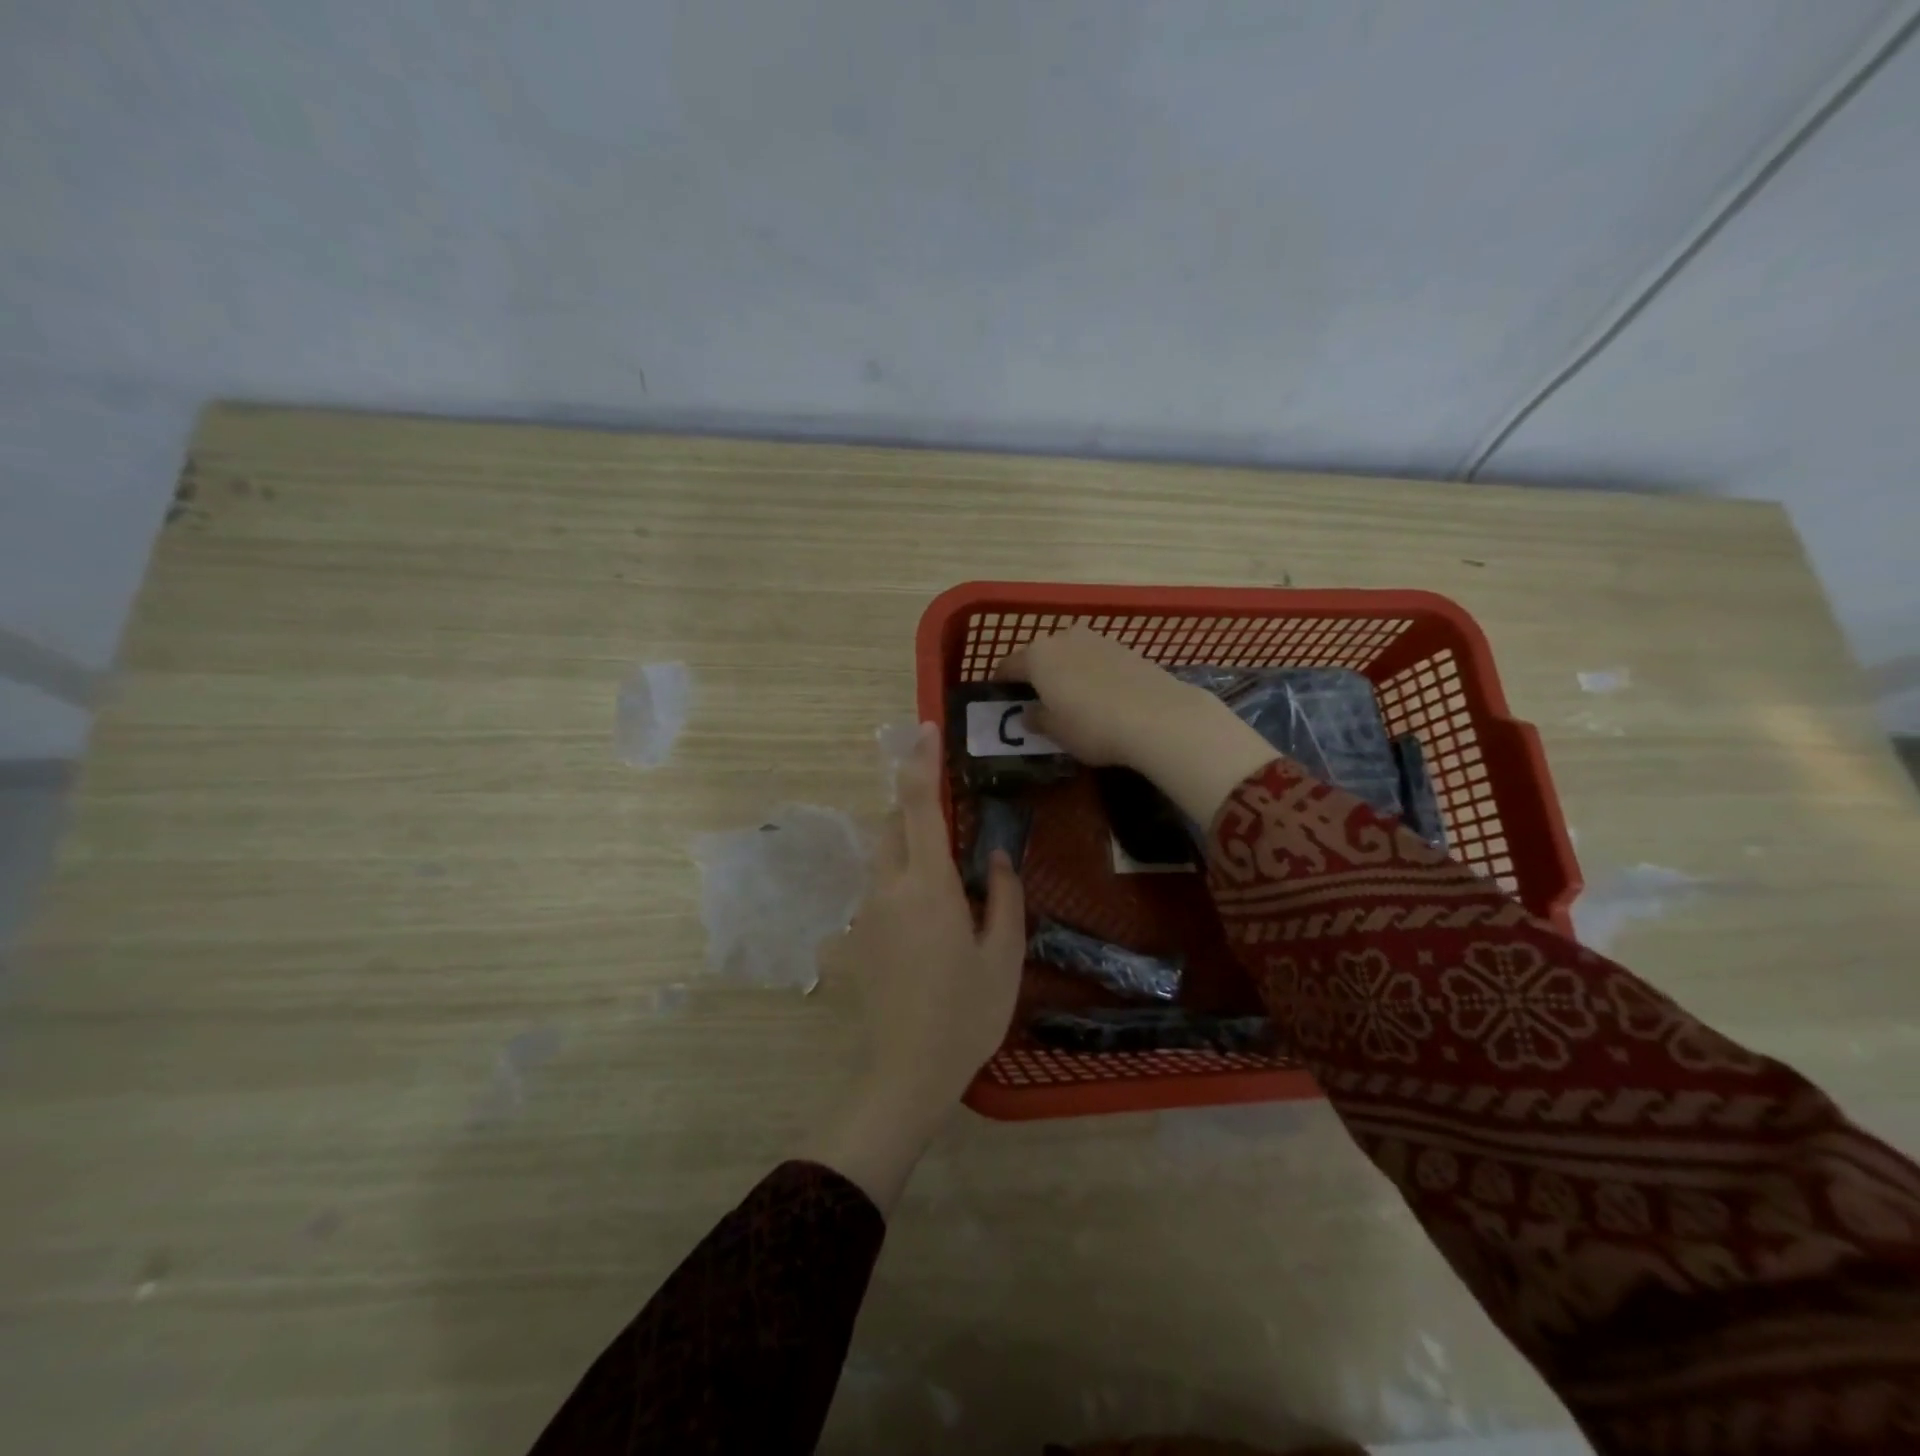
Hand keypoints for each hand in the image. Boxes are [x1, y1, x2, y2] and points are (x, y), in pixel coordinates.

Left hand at [799, 724, 1024, 1211]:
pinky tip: (925, 919)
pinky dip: (899, 881)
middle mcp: (889, 887)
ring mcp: (867, 912)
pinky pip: (878, 889)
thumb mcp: (1004, 956)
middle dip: (915, 808)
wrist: (906, 1073)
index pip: (919, 807)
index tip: (924, 730)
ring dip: (906, 845)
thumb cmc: (966, 1014)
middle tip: (952, 824)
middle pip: (893, 824)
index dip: (920, 763)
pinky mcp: (857, 936)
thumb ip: (1004, 897)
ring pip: (881, 855)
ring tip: (942, 874)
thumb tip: (997, 857)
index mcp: (929, 885)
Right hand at [994, 625, 1276, 823]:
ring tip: (1071, 699)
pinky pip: (1096, 660)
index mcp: (1037, 656)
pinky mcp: (1126, 649)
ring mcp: (1098, 640)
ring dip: (1066, 672)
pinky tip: (1101, 697)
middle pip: (1041, 655)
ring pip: (1070, 655)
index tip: (1001, 698)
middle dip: (1036, 675)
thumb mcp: (1057, 732)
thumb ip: (1037, 719)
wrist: (1159, 717)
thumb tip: (1029, 713)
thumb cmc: (1093, 726)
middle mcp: (1064, 638)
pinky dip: (1092, 674)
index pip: (1008, 666)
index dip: (1002, 683)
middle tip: (1037, 700)